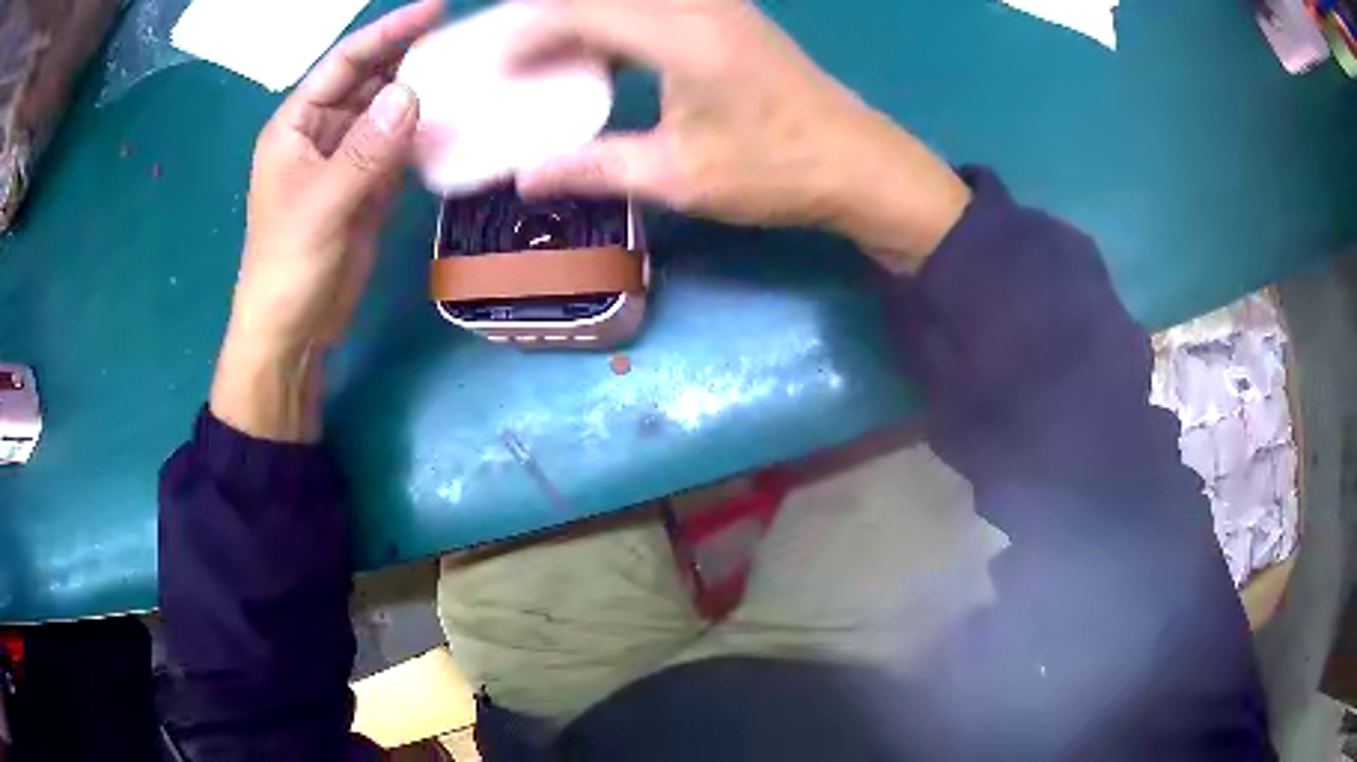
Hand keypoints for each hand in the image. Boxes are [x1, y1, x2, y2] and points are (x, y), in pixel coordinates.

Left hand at [211, 0, 441, 441]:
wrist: (293, 332)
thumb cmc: (288, 266)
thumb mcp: (322, 205)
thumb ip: (366, 149)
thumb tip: (412, 92)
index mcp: (296, 126)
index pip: (343, 64)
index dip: (386, 33)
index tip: (434, 11)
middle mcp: (322, 134)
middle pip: (370, 81)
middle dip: (409, 58)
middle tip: (463, 40)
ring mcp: (347, 161)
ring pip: (389, 113)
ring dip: (423, 95)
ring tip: (470, 74)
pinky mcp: (368, 189)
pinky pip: (400, 149)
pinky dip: (425, 135)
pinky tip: (456, 122)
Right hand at [513, 0, 970, 270]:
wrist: (859, 164)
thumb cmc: (773, 172)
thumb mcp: (677, 177)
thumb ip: (594, 169)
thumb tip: (527, 178)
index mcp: (681, 35)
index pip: (584, 11)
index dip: (532, 33)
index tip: (502, 63)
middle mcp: (699, 5)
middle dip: (553, 16)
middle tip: (519, 51)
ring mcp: (722, 5)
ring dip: (589, 15)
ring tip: (555, 49)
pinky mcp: (733, 16)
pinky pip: (658, 3)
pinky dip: (622, 19)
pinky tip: (609, 51)